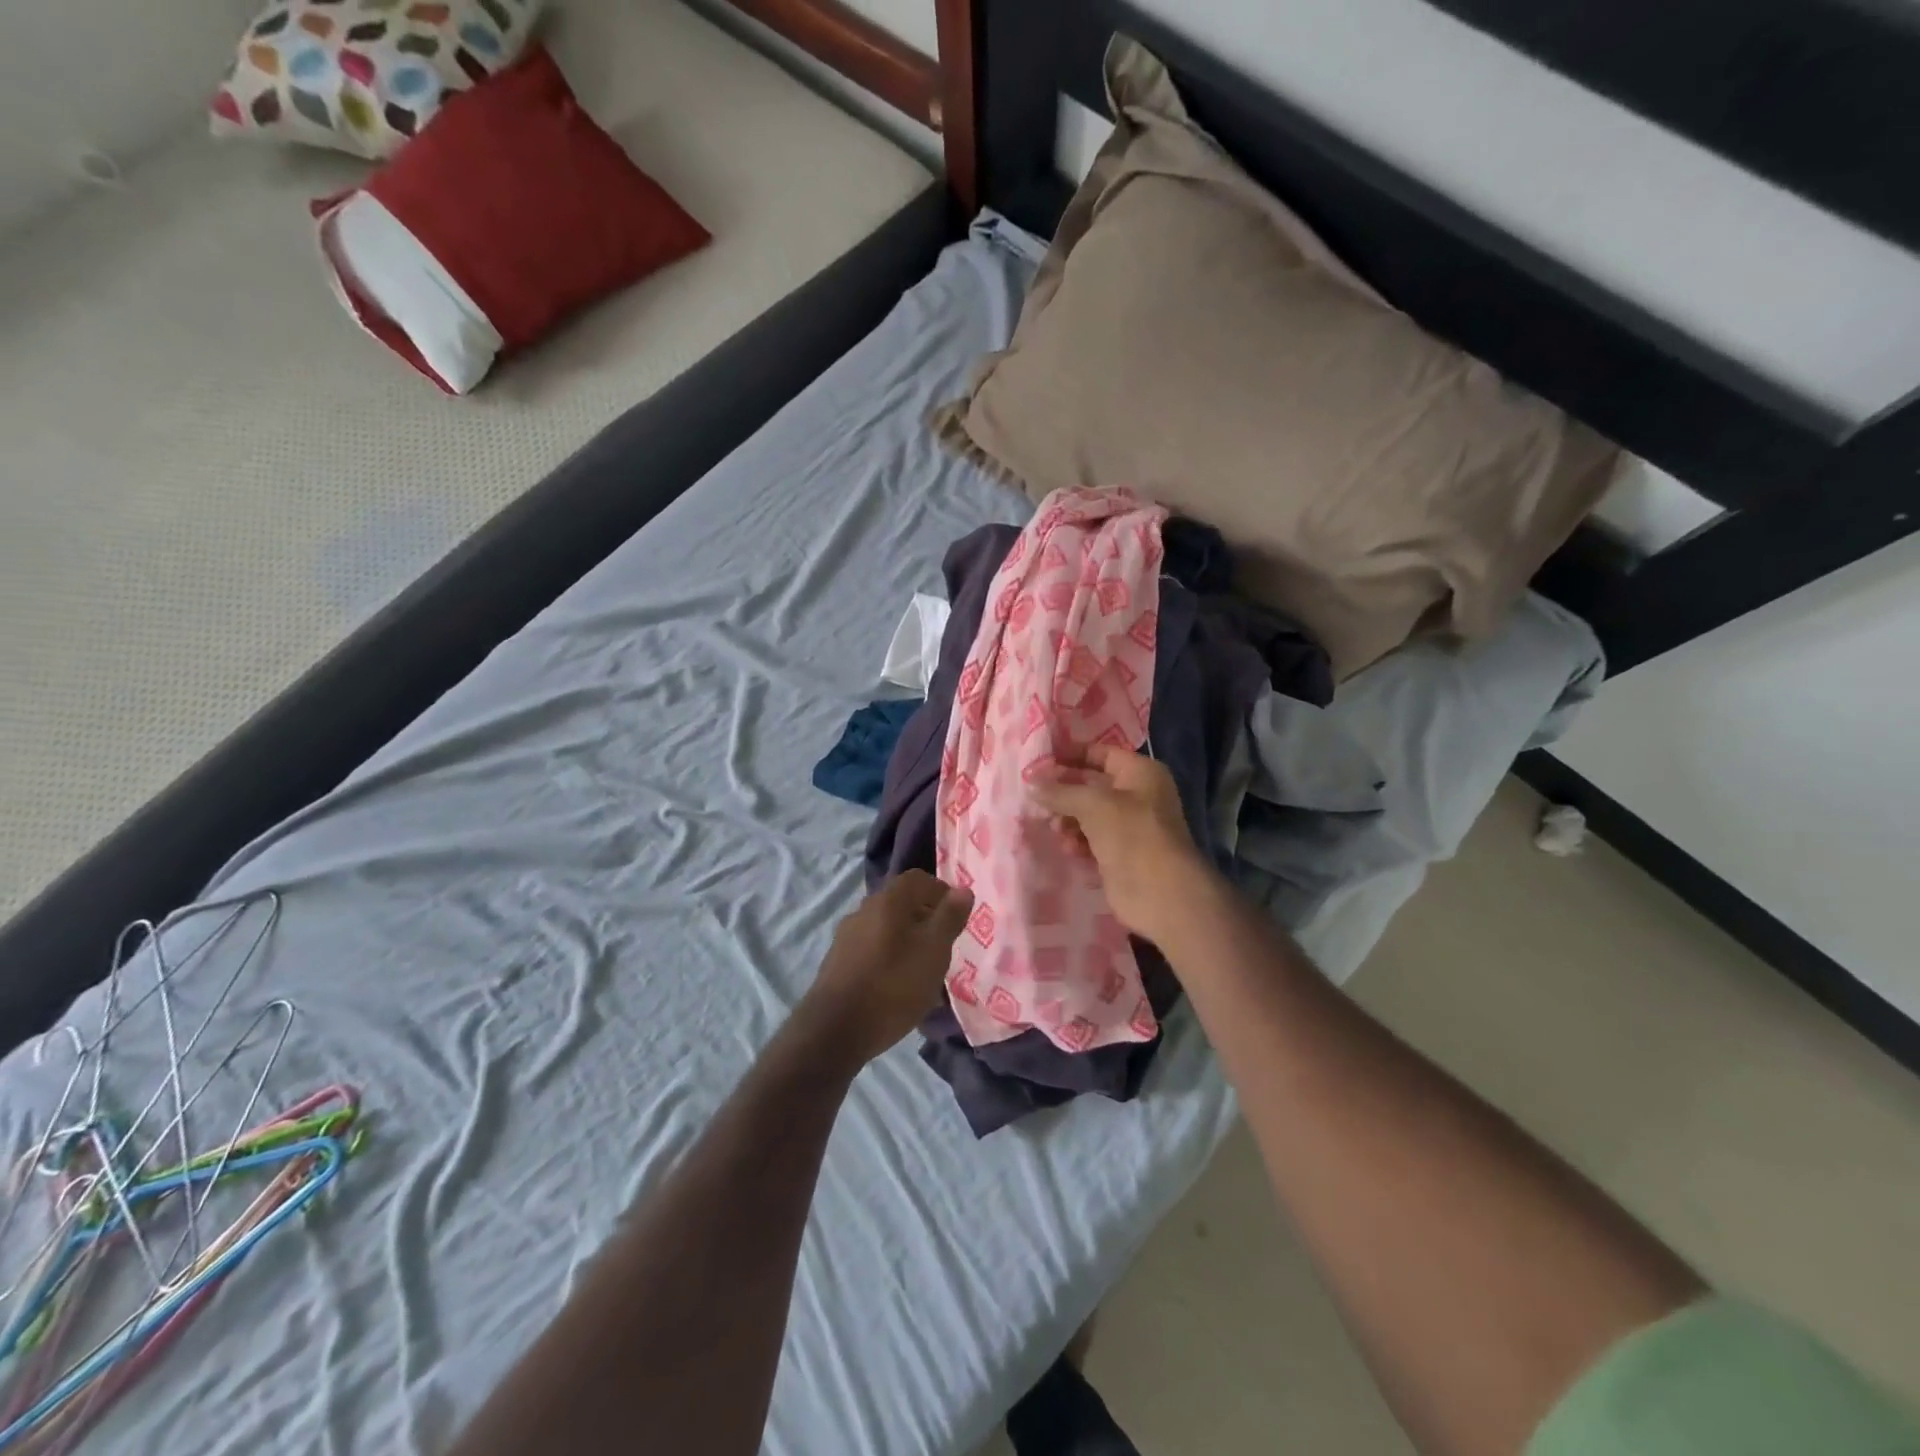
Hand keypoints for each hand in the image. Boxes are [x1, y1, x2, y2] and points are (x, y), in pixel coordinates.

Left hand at [805, 871, 973, 1062]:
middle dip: (925, 918)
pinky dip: (890, 958)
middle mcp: (863, 910)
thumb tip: (962, 890)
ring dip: (908, 940)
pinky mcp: (837, 962)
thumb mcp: (934, 951)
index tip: (957, 914)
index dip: (940, 890)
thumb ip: (949, 918)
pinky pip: (872, 949)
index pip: (917, 878)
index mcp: (888, 901)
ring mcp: (846, 937)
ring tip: (924, 969)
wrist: (834, 1030)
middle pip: (900, 903)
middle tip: (944, 943)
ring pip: (886, 928)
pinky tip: (899, 986)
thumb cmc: (893, 985)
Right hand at [1032, 745, 1215, 947]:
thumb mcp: (1093, 804)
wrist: (1161, 894)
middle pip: (1091, 785)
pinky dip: (1077, 842)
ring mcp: (1129, 827)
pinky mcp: (1120, 855)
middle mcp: (1137, 796)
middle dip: (1063, 792)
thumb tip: (1030, 783)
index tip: (1037, 762)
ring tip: (1054, 829)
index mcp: (1140, 773)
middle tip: (1034, 798)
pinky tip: (1067, 848)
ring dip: (1068, 820)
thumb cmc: (1132, 835)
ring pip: (1088, 815)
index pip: (1100, 753)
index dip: (1070, 755)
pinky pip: (1091, 840)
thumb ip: (1060, 792)